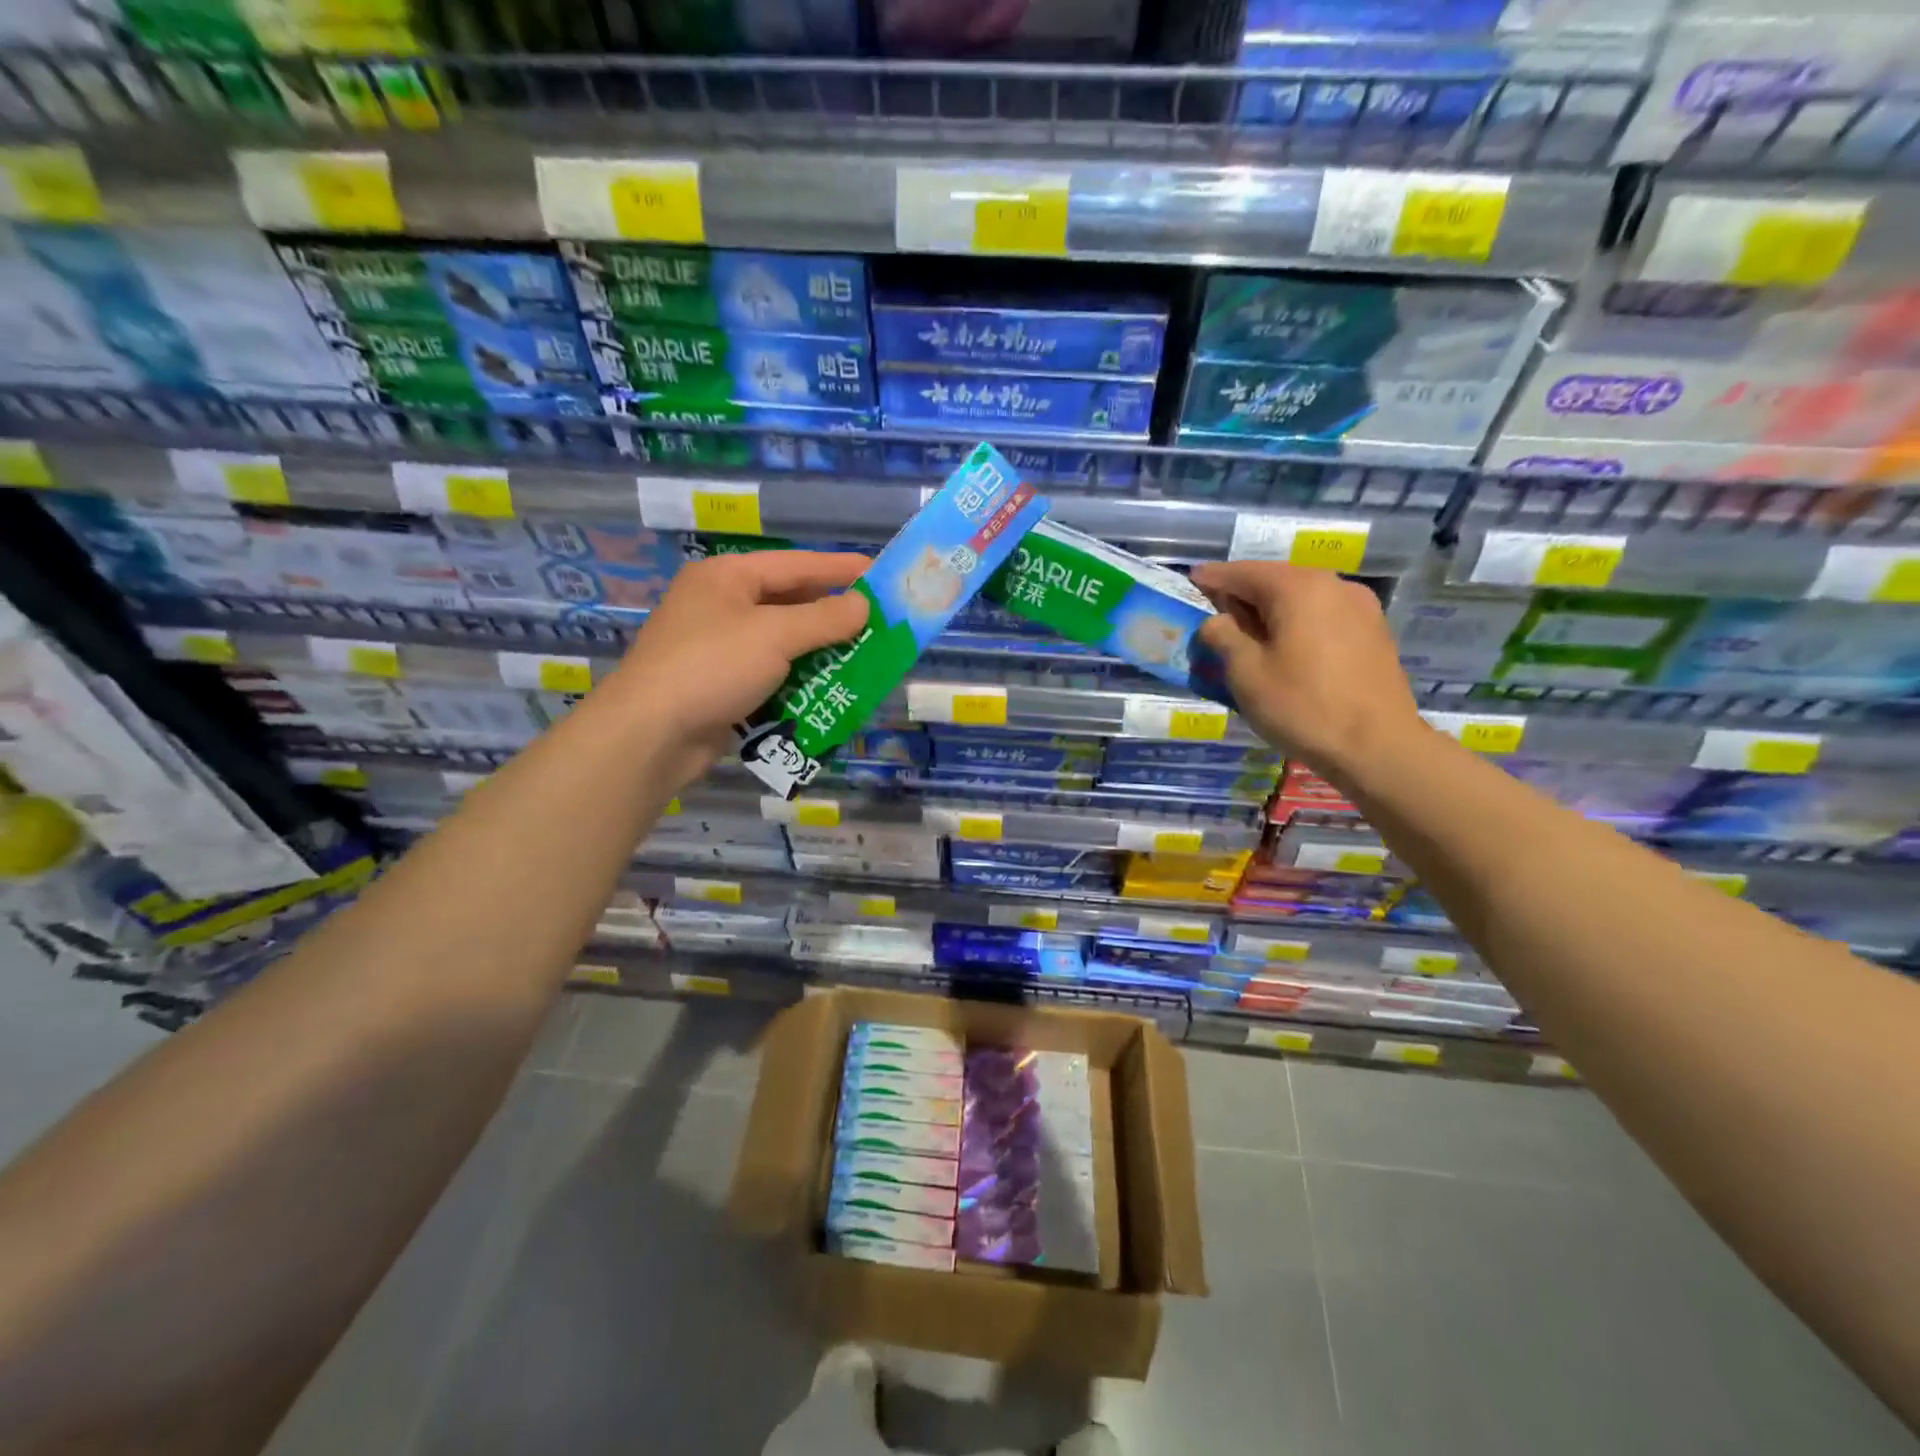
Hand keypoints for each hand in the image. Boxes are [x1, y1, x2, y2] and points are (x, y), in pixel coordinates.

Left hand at [604, 550, 869, 771]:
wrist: (651, 734)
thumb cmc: (712, 667)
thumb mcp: (774, 635)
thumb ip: (823, 618)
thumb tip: (862, 605)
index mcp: (726, 578)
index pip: (794, 564)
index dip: (839, 568)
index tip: (879, 573)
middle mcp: (720, 606)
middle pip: (788, 603)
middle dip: (832, 615)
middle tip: (876, 621)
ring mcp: (718, 648)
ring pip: (781, 642)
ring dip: (819, 651)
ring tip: (862, 656)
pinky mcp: (720, 686)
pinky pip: (770, 675)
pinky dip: (798, 679)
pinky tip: (828, 688)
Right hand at [1191, 560, 1423, 781]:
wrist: (1378, 747)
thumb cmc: (1303, 706)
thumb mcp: (1246, 673)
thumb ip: (1223, 637)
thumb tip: (1216, 621)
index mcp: (1298, 588)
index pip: (1243, 572)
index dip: (1213, 577)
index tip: (1191, 580)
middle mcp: (1333, 585)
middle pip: (1275, 580)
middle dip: (1243, 594)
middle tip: (1215, 611)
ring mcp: (1360, 607)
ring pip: (1302, 598)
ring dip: (1271, 610)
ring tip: (1247, 633)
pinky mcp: (1373, 632)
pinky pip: (1323, 615)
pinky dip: (1297, 622)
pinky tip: (1285, 647)